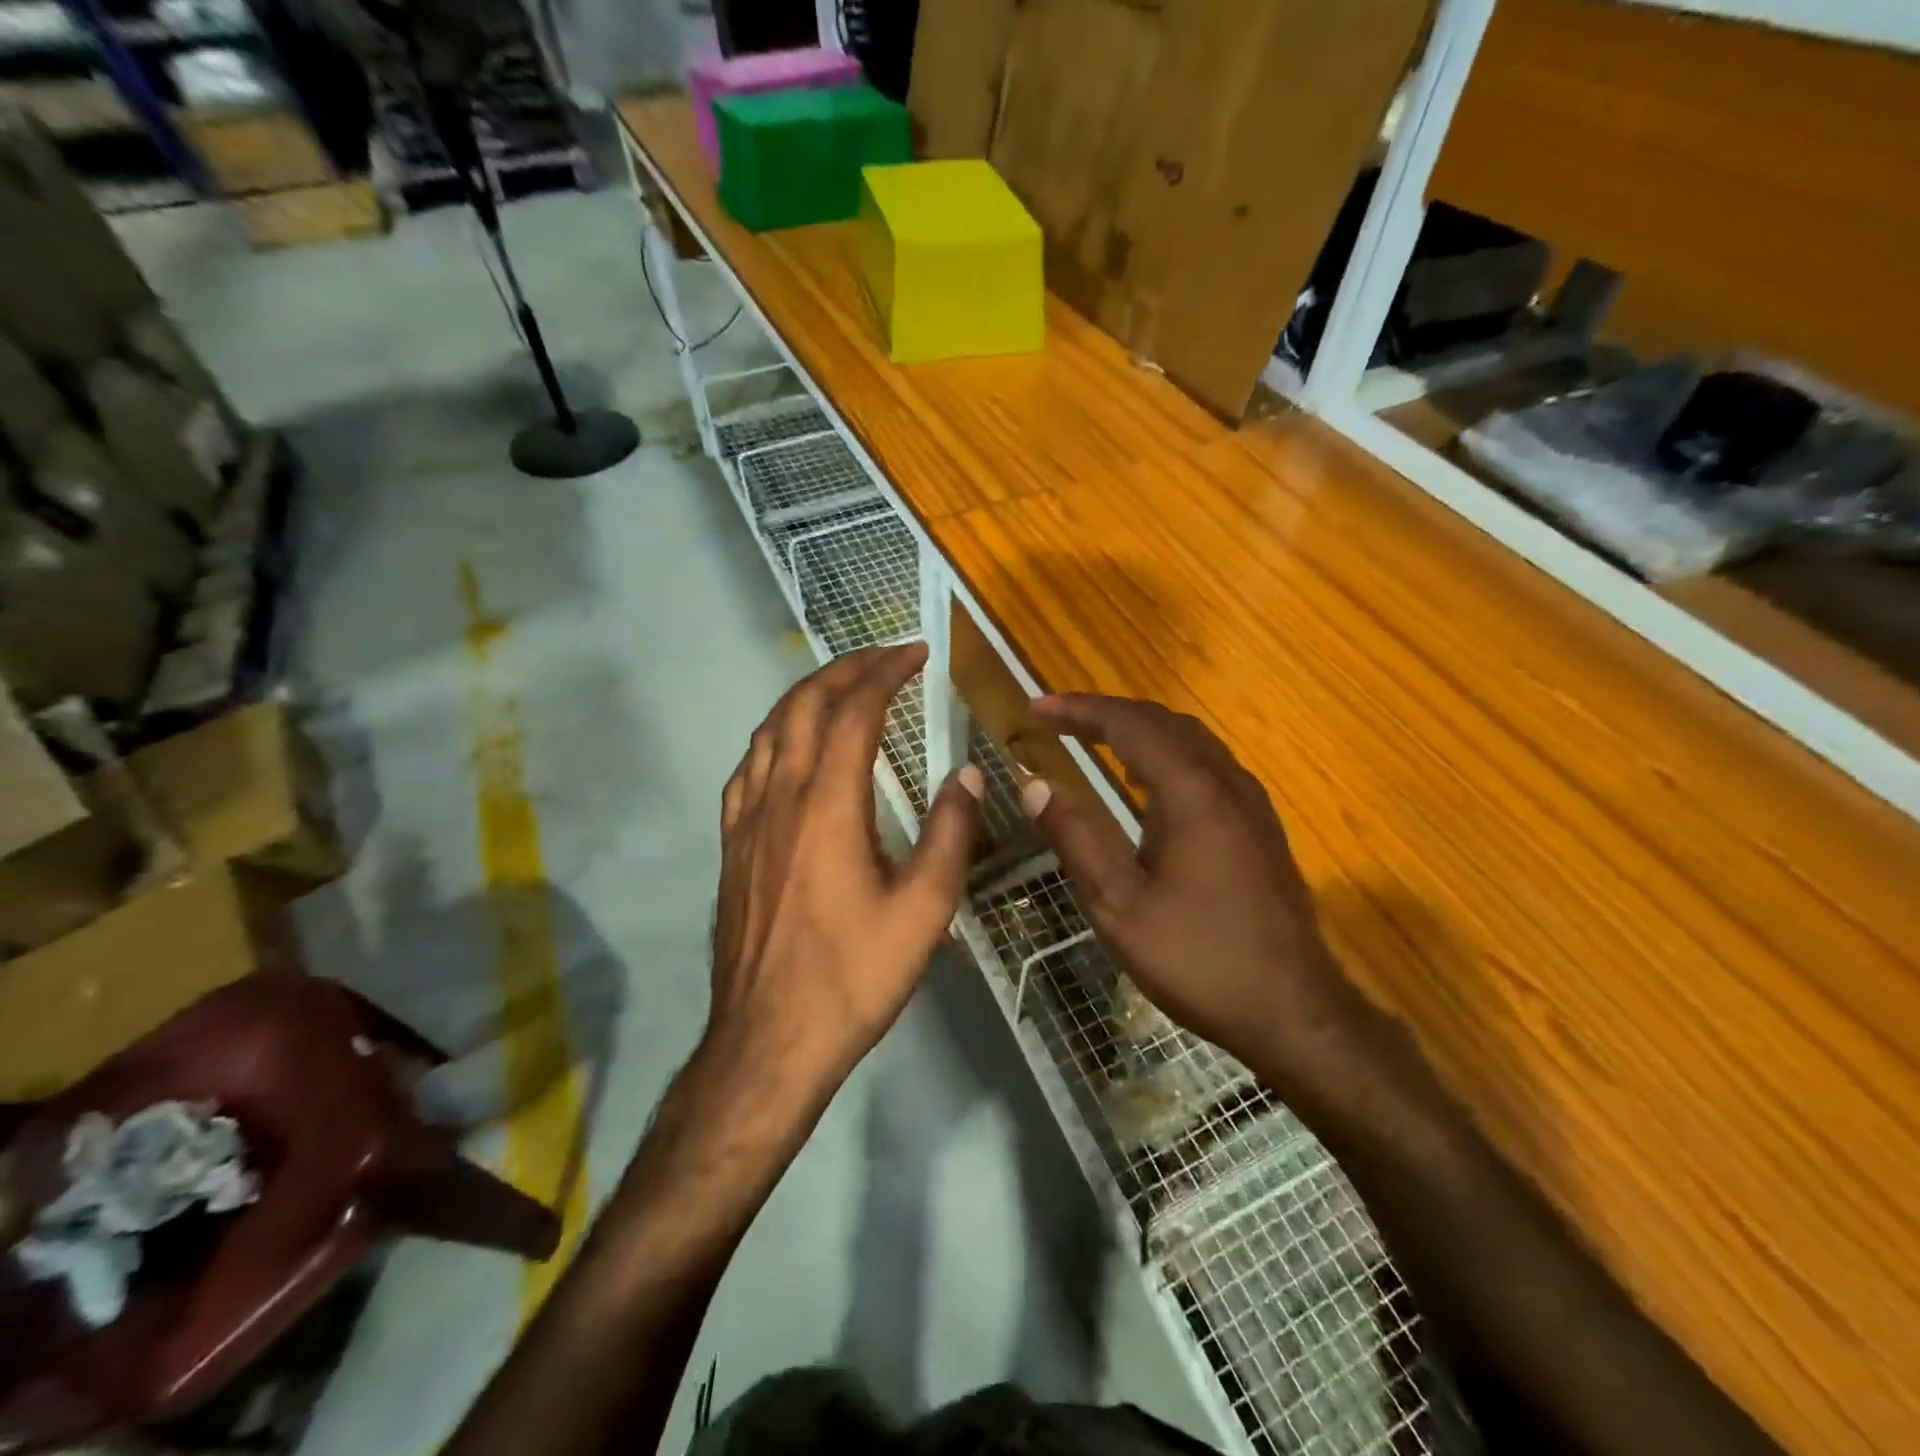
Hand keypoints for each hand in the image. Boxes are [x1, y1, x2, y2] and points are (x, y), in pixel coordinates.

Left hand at [709, 644, 983, 1092]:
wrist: (768, 1041)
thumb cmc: (853, 977)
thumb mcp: (925, 910)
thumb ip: (951, 833)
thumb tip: (968, 774)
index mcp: (828, 805)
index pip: (854, 711)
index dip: (885, 672)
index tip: (916, 652)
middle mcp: (780, 798)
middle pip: (803, 706)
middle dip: (844, 669)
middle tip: (883, 657)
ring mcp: (746, 821)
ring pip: (768, 731)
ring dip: (805, 696)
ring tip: (841, 688)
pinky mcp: (731, 846)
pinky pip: (748, 768)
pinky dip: (775, 736)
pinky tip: (790, 749)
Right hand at [1021, 695, 1391, 1106]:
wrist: (1294, 1011)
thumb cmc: (1198, 958)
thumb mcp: (1120, 905)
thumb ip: (1076, 838)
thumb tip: (1035, 785)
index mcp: (1191, 792)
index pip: (1128, 723)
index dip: (1079, 709)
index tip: (1035, 709)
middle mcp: (1226, 782)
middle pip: (1162, 722)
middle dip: (1106, 713)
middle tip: (1058, 721)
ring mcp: (1251, 803)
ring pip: (1190, 741)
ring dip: (1138, 731)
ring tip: (1094, 740)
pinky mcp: (1261, 827)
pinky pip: (1207, 765)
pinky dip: (1166, 755)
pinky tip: (1147, 785)